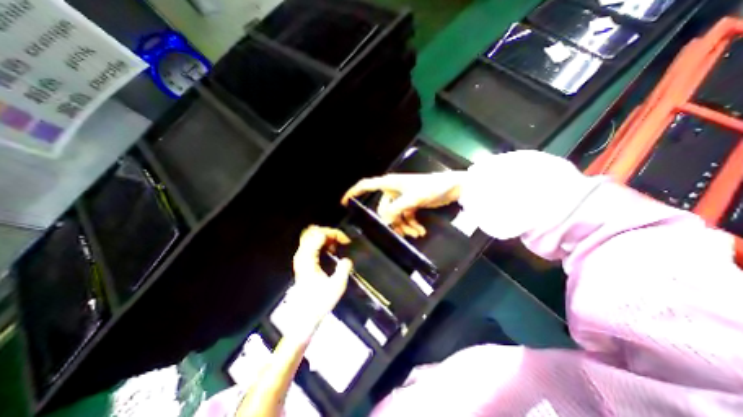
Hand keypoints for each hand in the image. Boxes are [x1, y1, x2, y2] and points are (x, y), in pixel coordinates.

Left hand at [290, 224, 352, 325]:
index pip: (320, 234)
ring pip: (312, 236)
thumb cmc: (320, 301)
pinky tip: (331, 251)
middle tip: (342, 242)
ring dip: (327, 238)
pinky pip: (312, 243)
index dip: (335, 234)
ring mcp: (301, 257)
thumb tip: (347, 259)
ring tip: (337, 246)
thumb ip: (344, 269)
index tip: (346, 242)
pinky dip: (323, 243)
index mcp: (308, 258)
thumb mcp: (337, 286)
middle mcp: (301, 255)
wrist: (305, 316)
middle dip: (331, 233)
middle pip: (314, 232)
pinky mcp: (303, 261)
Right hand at [343, 172, 461, 237]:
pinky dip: (411, 225)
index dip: (354, 192)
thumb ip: (397, 209)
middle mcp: (394, 190)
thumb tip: (384, 220)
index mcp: (390, 184)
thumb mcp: (413, 198)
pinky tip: (420, 231)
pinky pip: (406, 217)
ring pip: (396, 216)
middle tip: (401, 234)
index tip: (344, 203)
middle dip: (393, 222)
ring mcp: (403, 198)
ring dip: (404, 226)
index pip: (367, 185)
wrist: (452, 187)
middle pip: (384, 209)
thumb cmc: (432, 187)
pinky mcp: (412, 203)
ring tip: (416, 234)